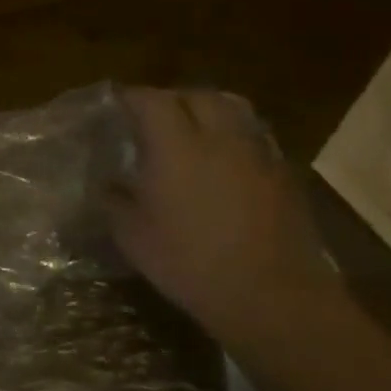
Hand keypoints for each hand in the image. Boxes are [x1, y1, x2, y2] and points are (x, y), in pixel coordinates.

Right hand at [110, 88, 342, 339]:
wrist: (270, 295)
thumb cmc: (189, 262)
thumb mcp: (133, 236)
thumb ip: (114, 201)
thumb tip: (107, 184)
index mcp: (176, 145)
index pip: (150, 101)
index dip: (131, 97)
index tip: (116, 103)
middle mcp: (218, 137)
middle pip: (196, 95)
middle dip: (172, 98)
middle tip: (153, 116)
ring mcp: (256, 152)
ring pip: (232, 109)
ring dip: (207, 110)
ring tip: (192, 129)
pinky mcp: (283, 174)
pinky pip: (254, 137)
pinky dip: (234, 136)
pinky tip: (224, 161)